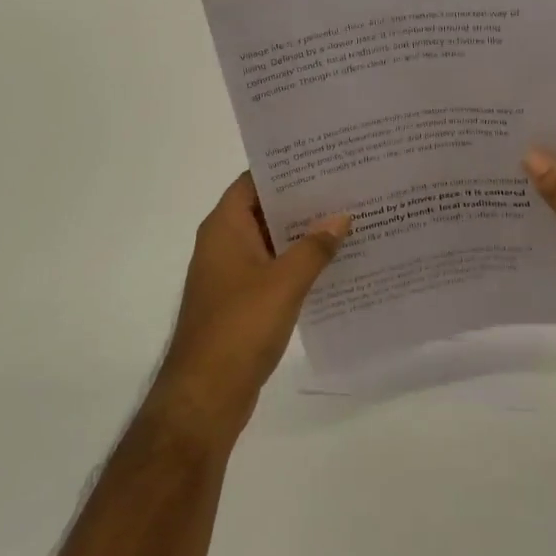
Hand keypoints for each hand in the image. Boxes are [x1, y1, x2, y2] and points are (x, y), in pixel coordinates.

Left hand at [152, 173, 350, 444]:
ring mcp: (230, 274)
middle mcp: (223, 243)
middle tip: (346, 187)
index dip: (286, 168)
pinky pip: (272, 270)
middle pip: (264, 209)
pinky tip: (333, 264)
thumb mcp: (284, 282)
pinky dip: (297, 264)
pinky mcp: (240, 301)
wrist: (206, 394)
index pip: (254, 181)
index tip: (324, 160)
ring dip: (302, 234)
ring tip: (348, 220)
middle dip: (302, 201)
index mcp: (224, 227)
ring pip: (271, 241)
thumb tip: (342, 217)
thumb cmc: (240, 327)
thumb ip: (314, 247)